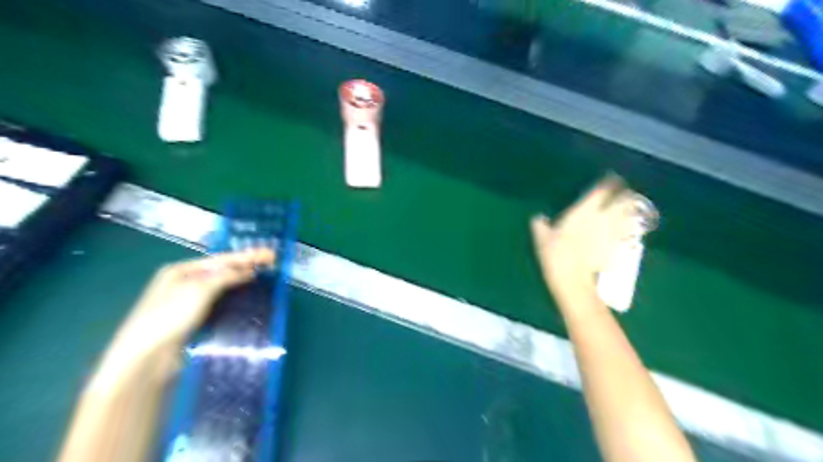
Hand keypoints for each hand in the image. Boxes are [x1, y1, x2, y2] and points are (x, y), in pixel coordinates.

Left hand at [112, 249, 274, 353]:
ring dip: (243, 282)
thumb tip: (249, 270)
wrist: (147, 358)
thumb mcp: (199, 290)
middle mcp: (184, 283)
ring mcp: (188, 303)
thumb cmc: (170, 317)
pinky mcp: (194, 320)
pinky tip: (249, 298)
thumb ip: (226, 276)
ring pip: (222, 288)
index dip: (247, 256)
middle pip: (222, 271)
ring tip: (265, 278)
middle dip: (247, 266)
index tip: (270, 254)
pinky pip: (220, 304)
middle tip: (272, 263)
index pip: (221, 259)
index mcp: (180, 271)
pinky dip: (235, 299)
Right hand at [535, 176, 642, 298]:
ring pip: (628, 217)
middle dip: (626, 195)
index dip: (609, 183)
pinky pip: (626, 235)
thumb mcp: (542, 238)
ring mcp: (612, 233)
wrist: (573, 279)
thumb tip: (537, 217)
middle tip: (627, 191)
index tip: (613, 178)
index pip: (602, 191)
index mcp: (583, 211)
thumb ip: (540, 225)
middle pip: (622, 201)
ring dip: (631, 210)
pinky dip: (628, 230)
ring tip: (632, 208)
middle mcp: (602, 218)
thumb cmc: (555, 254)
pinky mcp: (616, 248)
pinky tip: (626, 231)